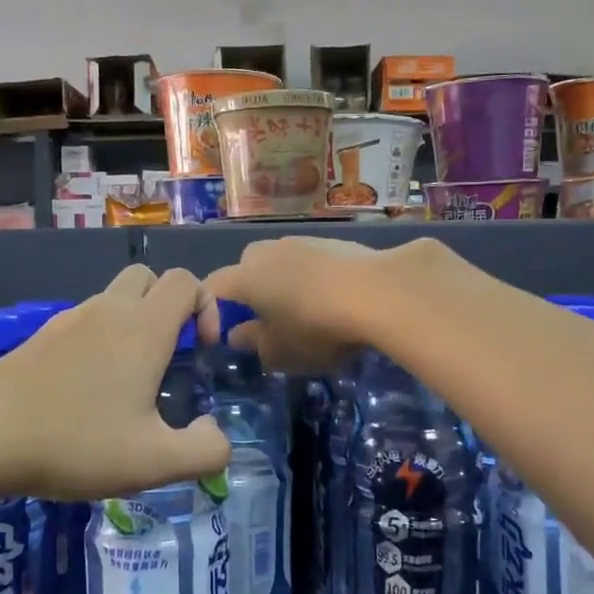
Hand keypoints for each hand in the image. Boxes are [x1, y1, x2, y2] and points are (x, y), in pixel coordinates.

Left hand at [0, 265, 230, 501]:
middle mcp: (109, 310)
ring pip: (115, 298)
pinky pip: (86, 321)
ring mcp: (70, 320)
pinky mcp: (42, 336)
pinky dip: (101, 338)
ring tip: (131, 380)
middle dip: (170, 306)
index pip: (186, 281)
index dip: (207, 307)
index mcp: (143, 327)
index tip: (201, 351)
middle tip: (170, 355)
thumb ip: (204, 451)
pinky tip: (89, 390)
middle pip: (150, 277)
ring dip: (134, 323)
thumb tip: (216, 434)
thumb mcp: (153, 462)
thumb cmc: (75, 441)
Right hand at [200, 235, 455, 373]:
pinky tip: (334, 300)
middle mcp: (268, 251)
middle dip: (251, 293)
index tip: (227, 334)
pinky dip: (313, 278)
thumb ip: (254, 343)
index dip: (213, 311)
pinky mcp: (334, 241)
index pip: (213, 287)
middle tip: (269, 323)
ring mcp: (302, 241)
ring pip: (281, 263)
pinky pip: (311, 261)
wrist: (379, 291)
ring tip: (306, 312)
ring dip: (285, 284)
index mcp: (245, 276)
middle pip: (247, 269)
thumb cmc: (317, 327)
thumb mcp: (281, 352)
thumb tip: (238, 334)